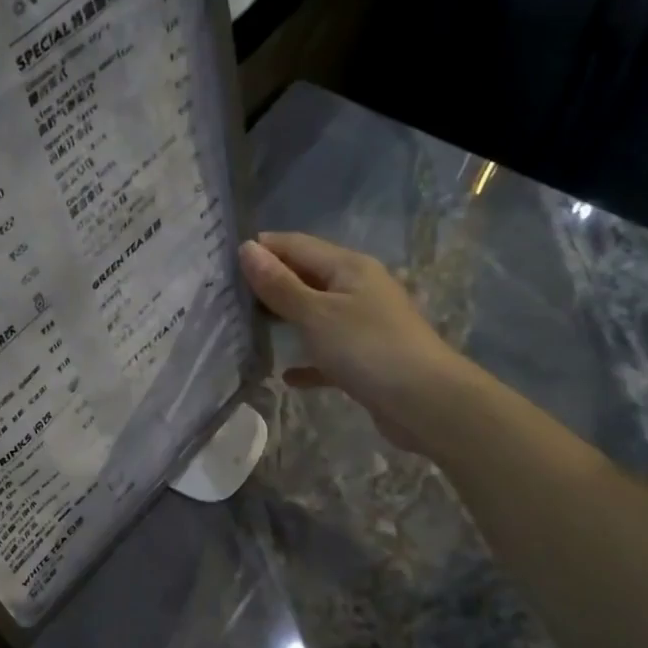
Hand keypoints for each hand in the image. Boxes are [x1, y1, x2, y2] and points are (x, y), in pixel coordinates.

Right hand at [239, 232, 472, 454]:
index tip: (222, 260)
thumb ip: (279, 285)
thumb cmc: (367, 348)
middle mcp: (358, 288)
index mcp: (349, 267)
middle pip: (306, 277)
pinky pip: (327, 353)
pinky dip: (307, 359)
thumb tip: (247, 249)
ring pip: (315, 314)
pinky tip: (286, 374)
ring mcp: (364, 324)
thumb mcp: (315, 314)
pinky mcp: (366, 359)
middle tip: (226, 295)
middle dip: (270, 283)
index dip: (263, 248)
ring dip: (285, 319)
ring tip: (245, 328)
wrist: (425, 403)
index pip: (297, 245)